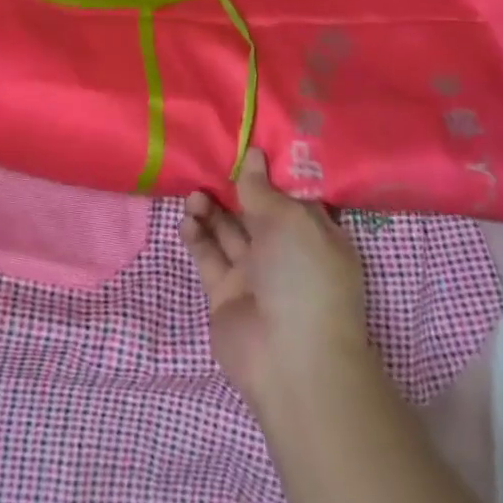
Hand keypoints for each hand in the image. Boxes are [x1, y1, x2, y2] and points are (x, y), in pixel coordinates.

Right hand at [181, 149, 370, 415]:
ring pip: (227, 229)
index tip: (244, 140)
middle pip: (254, 209)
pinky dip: (196, 235)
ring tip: (195, 194)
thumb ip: (262, 188)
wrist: (290, 362)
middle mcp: (285, 251)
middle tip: (208, 161)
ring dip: (210, 208)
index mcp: (314, 234)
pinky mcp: (224, 292)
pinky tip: (187, 219)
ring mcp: (254, 274)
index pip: (290, 194)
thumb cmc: (304, 278)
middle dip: (232, 185)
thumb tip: (252, 155)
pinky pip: (207, 255)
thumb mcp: (290, 221)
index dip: (268, 169)